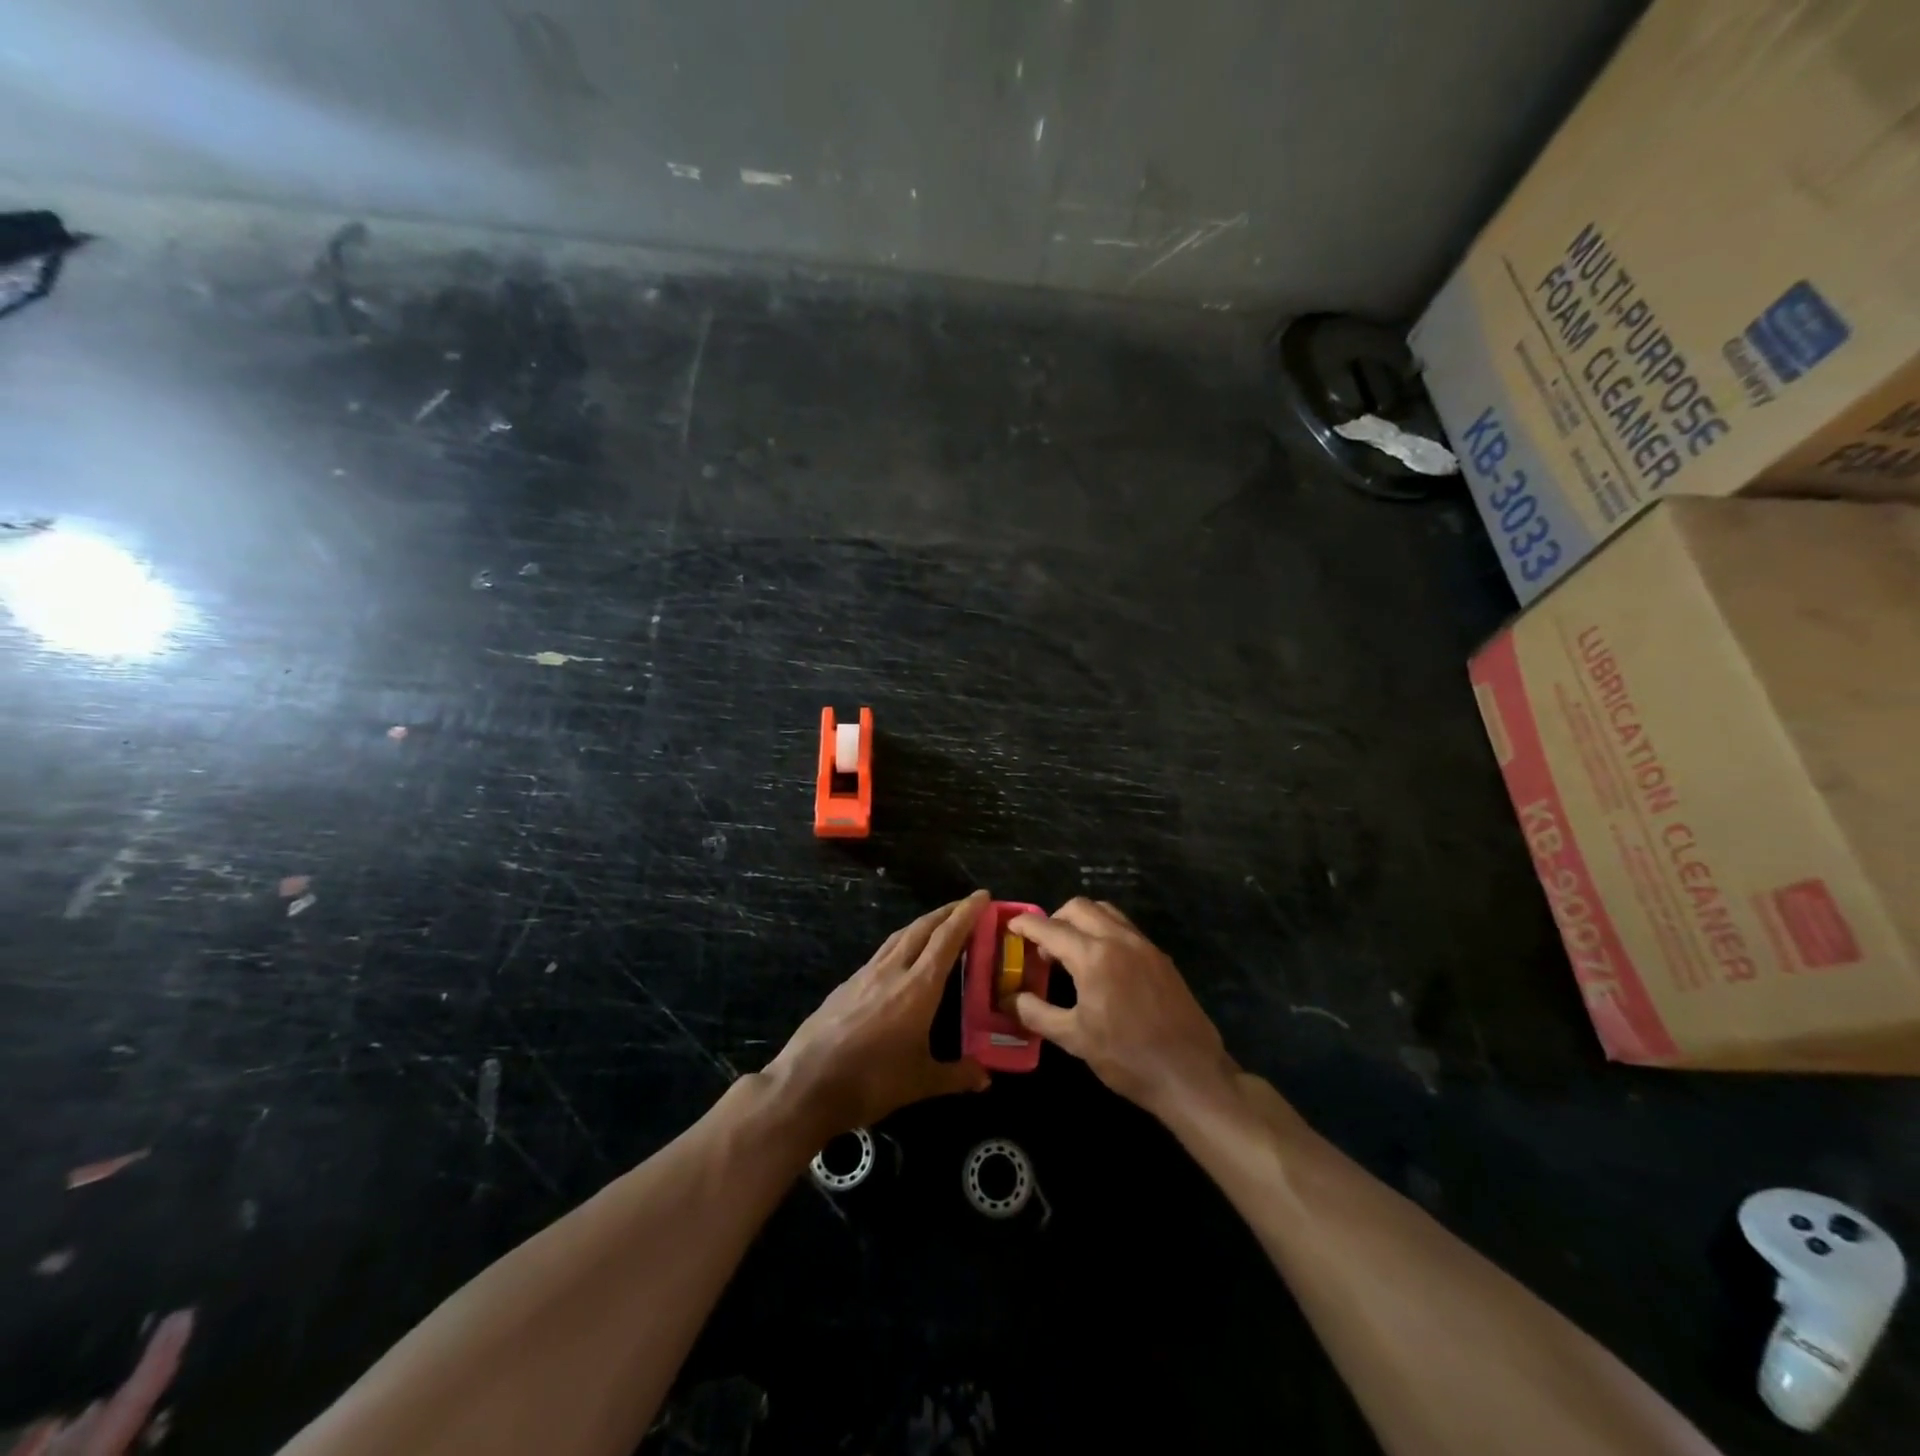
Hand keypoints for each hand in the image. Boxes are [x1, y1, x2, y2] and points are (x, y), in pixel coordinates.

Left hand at [766, 891, 991, 1137]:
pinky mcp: (846, 984)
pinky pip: (881, 951)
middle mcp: (893, 970)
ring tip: (938, 923)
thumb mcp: (921, 1082)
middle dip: (947, 912)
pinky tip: (901, 956)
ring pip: (899, 936)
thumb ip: (956, 1075)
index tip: (982, 895)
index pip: (947, 938)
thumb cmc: (871, 1081)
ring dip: (923, 924)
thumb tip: (986, 1078)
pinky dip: (900, 942)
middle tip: (968, 905)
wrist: (807, 1083)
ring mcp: (866, 974)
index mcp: (918, 987)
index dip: (966, 914)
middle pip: (923, 928)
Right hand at [1010, 899, 1235, 1120]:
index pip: (1051, 928)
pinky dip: (1105, 932)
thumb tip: (1010, 999)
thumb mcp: (1074, 1039)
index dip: (1027, 924)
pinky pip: (1125, 929)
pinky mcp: (1161, 958)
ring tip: (1071, 952)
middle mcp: (1119, 939)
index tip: (1011, 926)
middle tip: (1043, 947)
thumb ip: (1037, 1013)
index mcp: (1094, 956)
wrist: (1190, 1074)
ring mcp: (1144, 945)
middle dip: (1055, 919)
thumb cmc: (1127, 1057)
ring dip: (1082, 921)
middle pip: (1079, 908)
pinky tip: (1102, 966)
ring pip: (1106, 912)